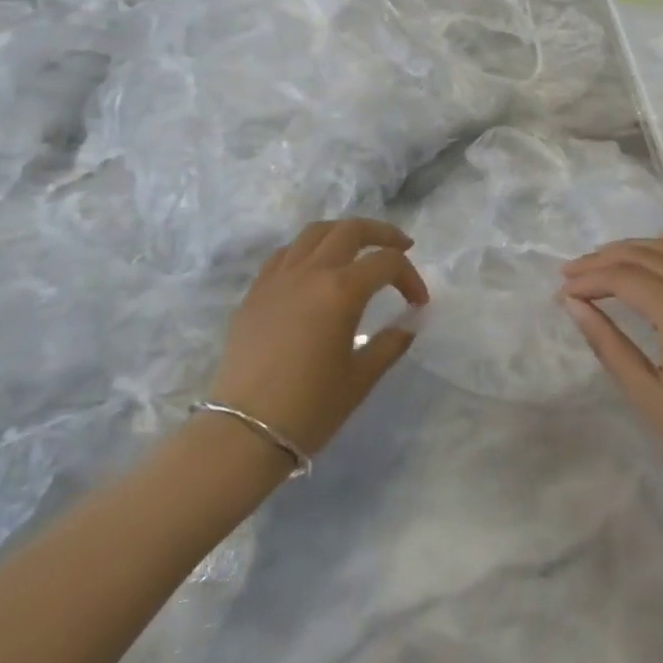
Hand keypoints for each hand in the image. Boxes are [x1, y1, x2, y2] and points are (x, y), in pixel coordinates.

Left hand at [209, 219, 428, 460]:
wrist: (244, 432)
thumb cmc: (310, 408)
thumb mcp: (360, 378)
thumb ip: (390, 343)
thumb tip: (408, 324)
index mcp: (341, 290)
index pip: (387, 263)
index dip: (410, 277)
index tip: (418, 303)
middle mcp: (310, 272)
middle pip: (350, 230)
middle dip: (381, 233)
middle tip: (400, 246)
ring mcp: (278, 278)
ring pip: (314, 233)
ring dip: (342, 233)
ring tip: (357, 250)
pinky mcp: (255, 292)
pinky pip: (285, 254)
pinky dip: (308, 250)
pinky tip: (314, 270)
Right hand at [561, 235, 662, 549]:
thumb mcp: (646, 395)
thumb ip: (607, 342)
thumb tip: (573, 304)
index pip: (625, 278)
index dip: (589, 280)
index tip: (561, 292)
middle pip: (647, 257)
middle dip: (604, 261)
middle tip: (571, 274)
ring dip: (637, 250)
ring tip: (604, 261)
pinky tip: (660, 247)